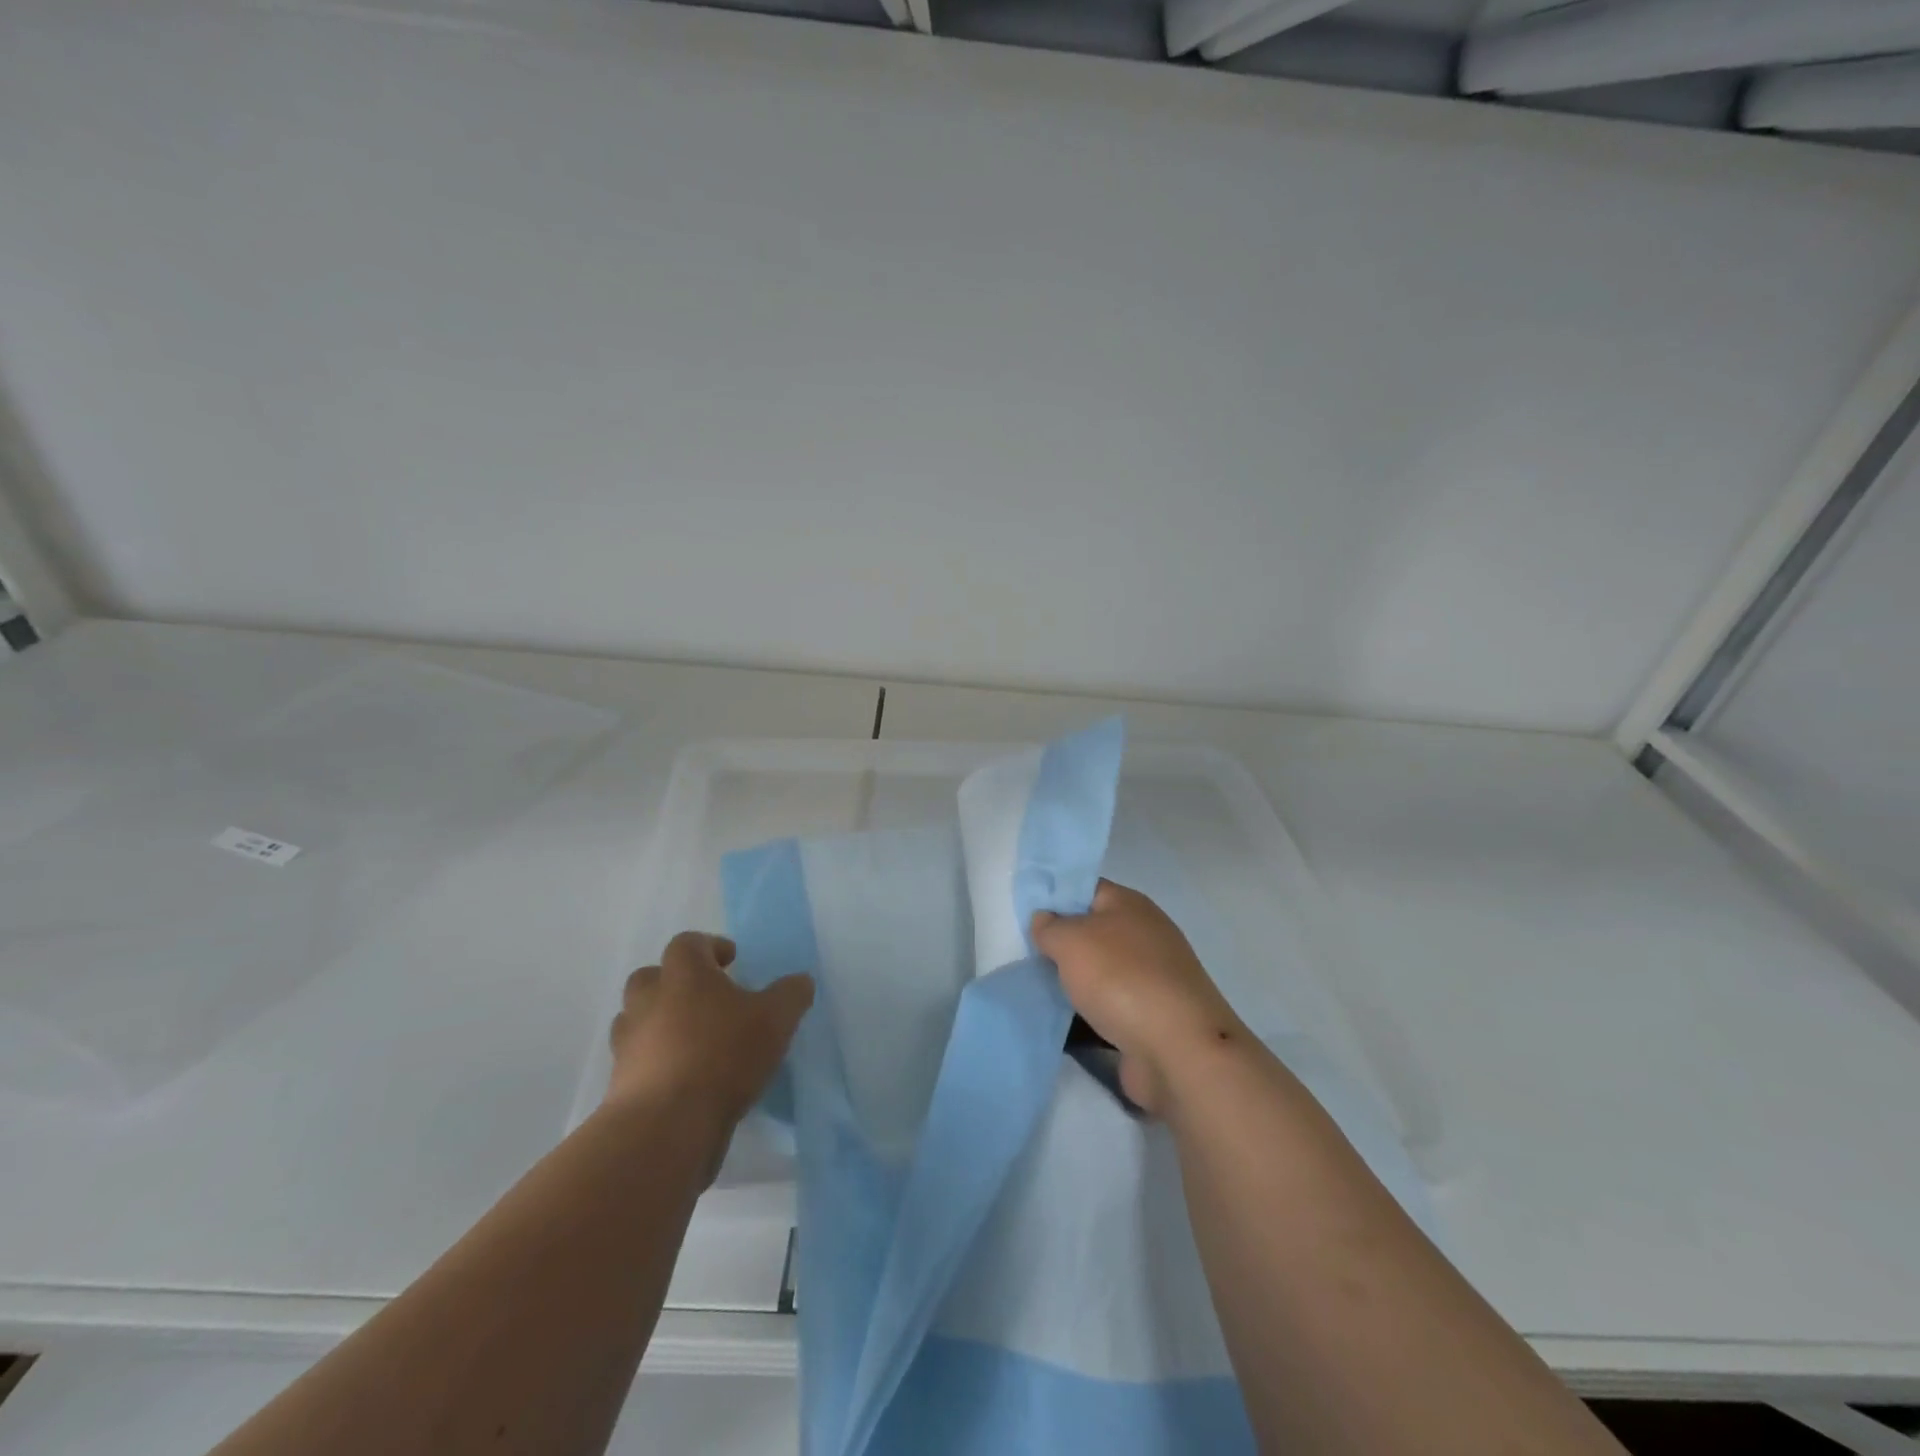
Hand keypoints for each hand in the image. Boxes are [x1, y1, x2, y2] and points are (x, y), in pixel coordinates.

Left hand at [603, 932, 813, 1136]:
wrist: (666, 1126)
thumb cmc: (724, 1055)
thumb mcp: (775, 1020)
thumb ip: (791, 994)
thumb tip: (801, 980)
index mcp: (684, 974)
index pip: (688, 943)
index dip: (710, 947)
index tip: (731, 961)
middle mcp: (649, 1000)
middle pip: (651, 976)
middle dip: (674, 982)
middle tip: (705, 998)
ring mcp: (628, 1042)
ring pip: (636, 1018)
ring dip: (659, 1022)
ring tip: (692, 1040)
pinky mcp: (619, 1082)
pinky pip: (636, 1059)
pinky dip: (654, 1061)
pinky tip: (683, 1078)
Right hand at [1032, 882, 1245, 1115]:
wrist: (1178, 1051)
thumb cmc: (1121, 979)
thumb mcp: (1071, 940)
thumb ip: (1050, 926)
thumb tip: (1045, 920)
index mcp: (1130, 905)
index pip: (1086, 889)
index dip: (1055, 898)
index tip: (1025, 917)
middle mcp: (1144, 936)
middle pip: (1092, 933)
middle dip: (1060, 946)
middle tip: (1025, 957)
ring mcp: (1151, 979)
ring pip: (1099, 974)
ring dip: (1072, 984)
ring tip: (1034, 992)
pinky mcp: (1151, 1018)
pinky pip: (1108, 1009)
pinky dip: (1087, 1016)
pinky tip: (1060, 1024)